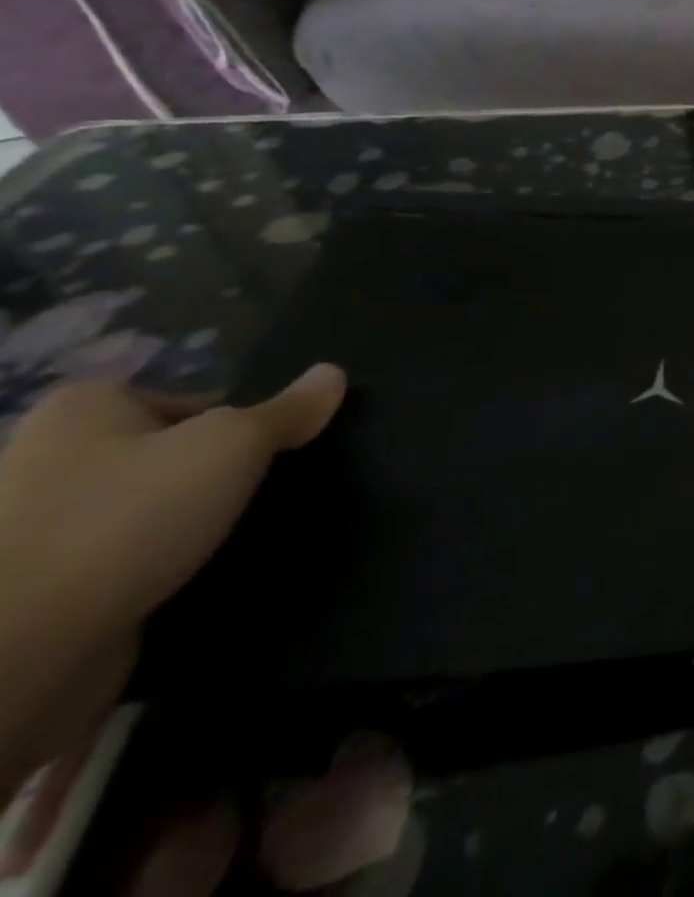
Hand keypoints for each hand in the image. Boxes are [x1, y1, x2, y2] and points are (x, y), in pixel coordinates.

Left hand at [0, 367, 345, 790]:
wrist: (21, 650)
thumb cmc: (129, 516)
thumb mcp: (236, 444)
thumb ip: (289, 410)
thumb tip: (333, 373)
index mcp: (82, 409)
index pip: (191, 399)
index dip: (241, 421)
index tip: (272, 452)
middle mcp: (50, 458)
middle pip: (172, 452)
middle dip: (220, 473)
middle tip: (265, 490)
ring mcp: (38, 529)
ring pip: (153, 509)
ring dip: (196, 522)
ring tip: (239, 534)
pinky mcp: (46, 586)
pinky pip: (130, 558)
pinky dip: (166, 565)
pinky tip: (199, 573)